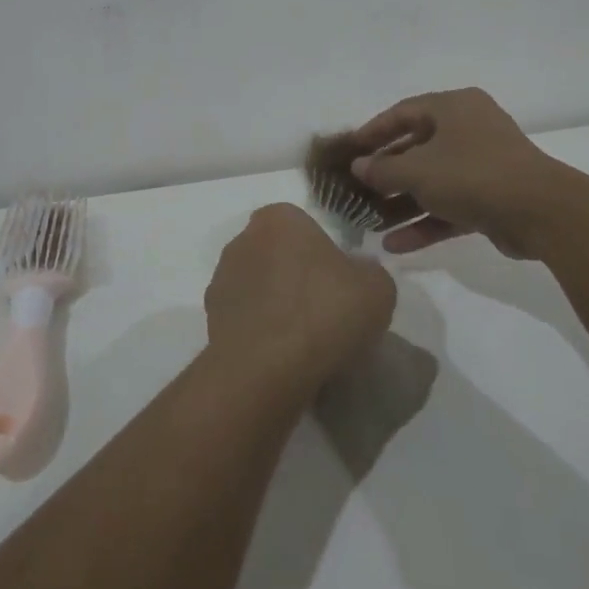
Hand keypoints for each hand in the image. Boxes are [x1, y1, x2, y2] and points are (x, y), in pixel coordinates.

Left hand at [204, 204, 395, 395]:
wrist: (268, 369)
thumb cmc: (325, 313)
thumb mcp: (377, 287)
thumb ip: (368, 270)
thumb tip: (355, 273)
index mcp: (279, 218)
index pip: (304, 226)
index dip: (324, 253)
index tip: (339, 283)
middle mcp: (243, 239)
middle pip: (278, 253)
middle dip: (296, 275)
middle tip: (324, 310)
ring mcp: (221, 278)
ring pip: (259, 285)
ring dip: (276, 303)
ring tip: (303, 339)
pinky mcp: (210, 317)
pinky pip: (246, 317)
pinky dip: (261, 329)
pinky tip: (281, 354)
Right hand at [345, 87, 566, 256]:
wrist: (540, 212)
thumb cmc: (472, 174)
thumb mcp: (418, 170)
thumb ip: (383, 169)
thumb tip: (358, 167)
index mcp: (454, 108)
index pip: (403, 112)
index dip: (373, 131)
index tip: (348, 150)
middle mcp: (468, 130)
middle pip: (417, 149)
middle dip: (385, 174)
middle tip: (356, 190)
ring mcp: (481, 165)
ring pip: (432, 181)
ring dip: (401, 203)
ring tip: (368, 222)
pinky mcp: (490, 198)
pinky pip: (449, 206)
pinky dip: (424, 222)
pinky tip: (394, 244)